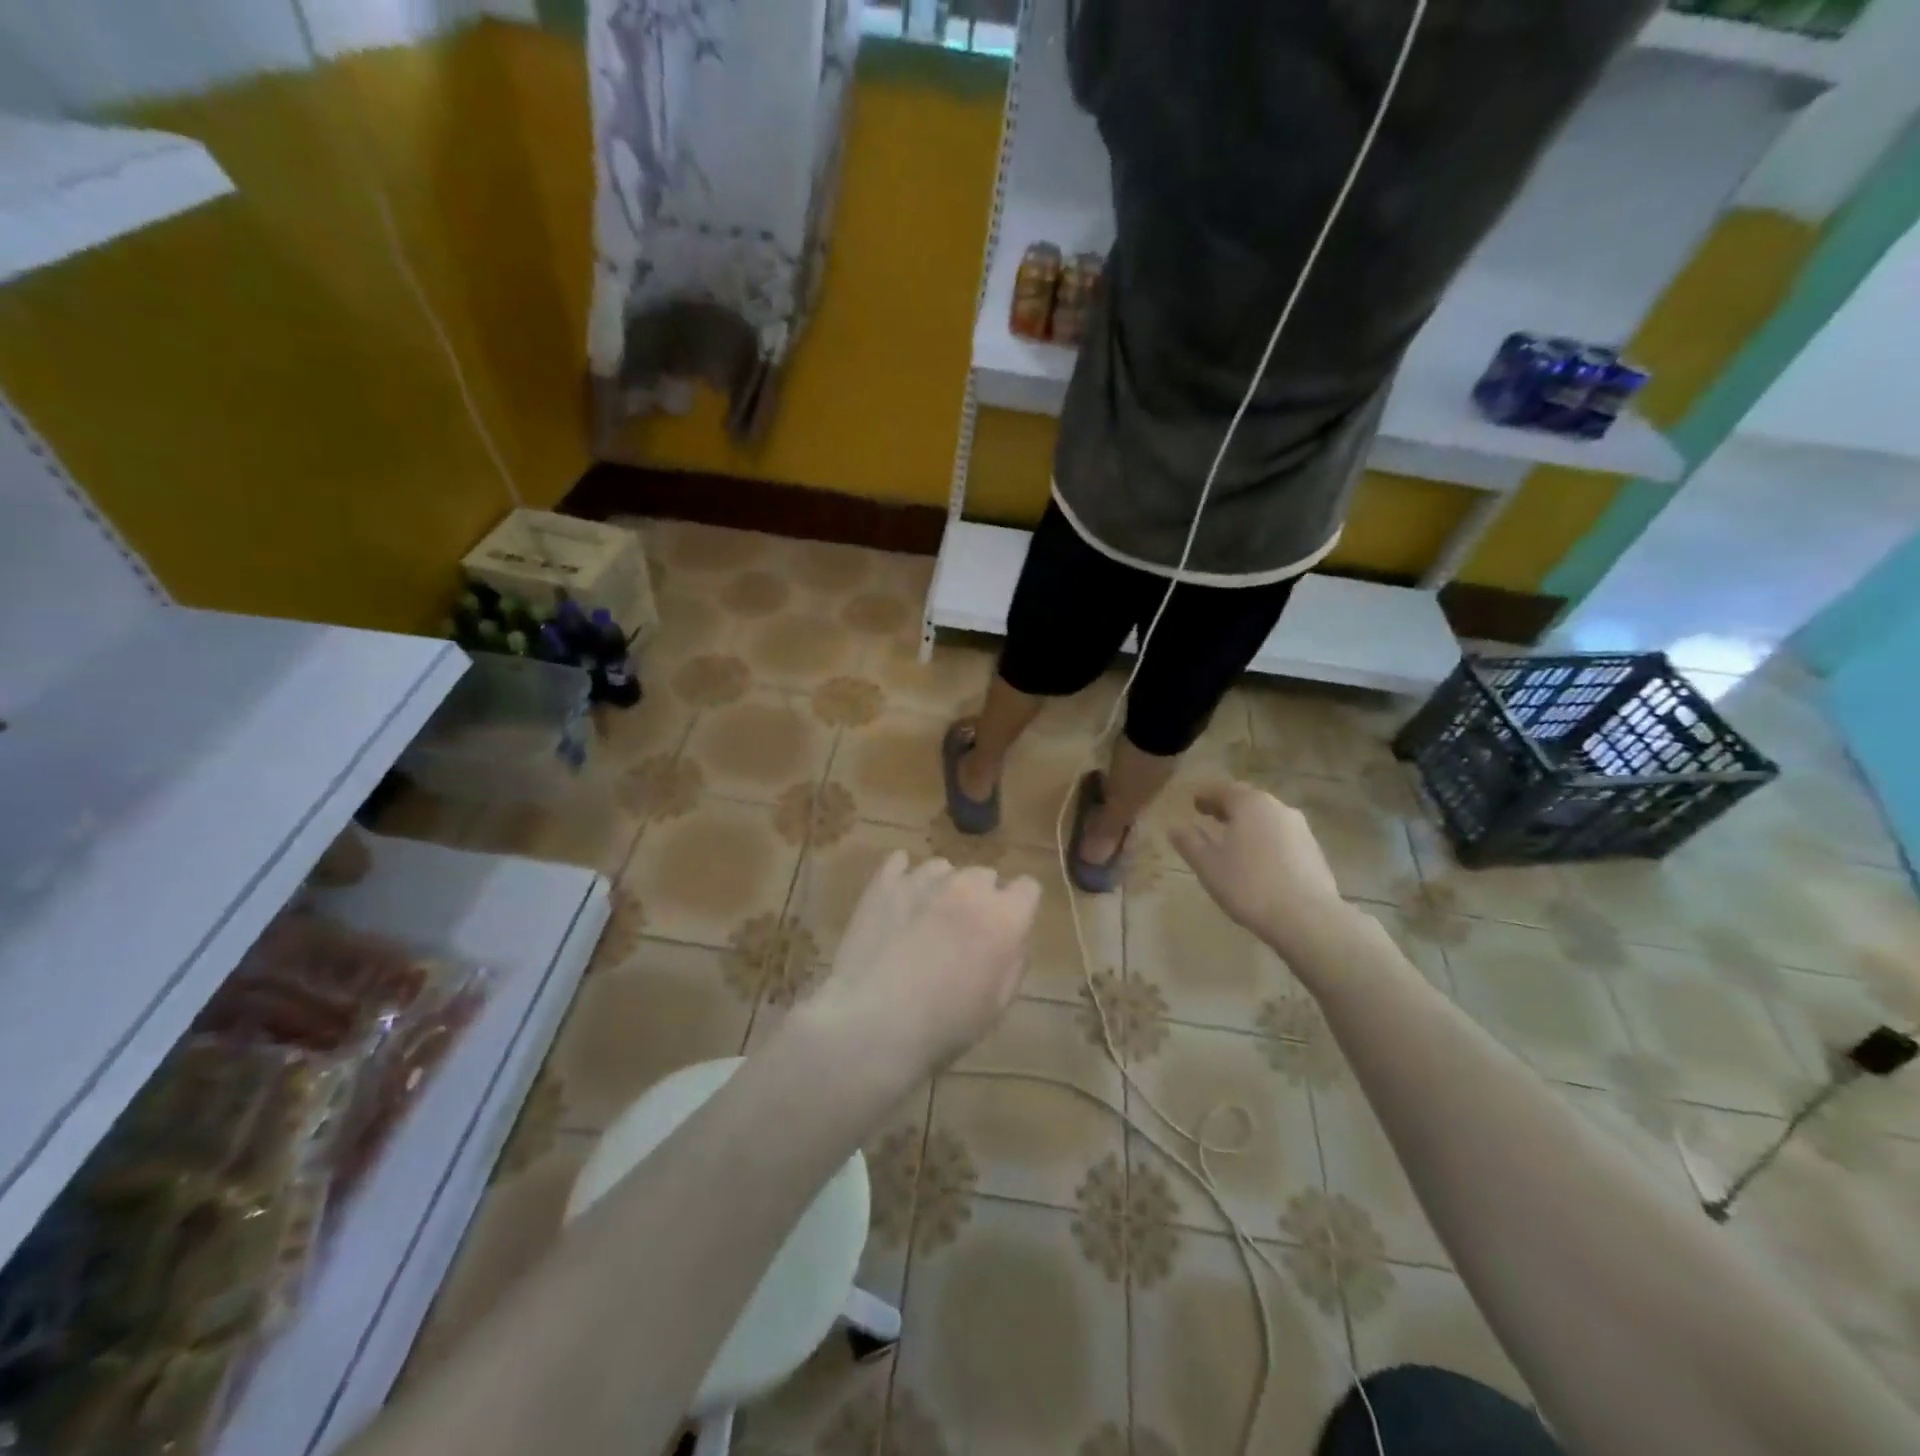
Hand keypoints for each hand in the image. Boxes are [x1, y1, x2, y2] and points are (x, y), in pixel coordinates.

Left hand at [794, 853, 1040, 1086]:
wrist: (872, 1024)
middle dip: (980, 898)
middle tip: (963, 931)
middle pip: (984, 875)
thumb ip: (1013, 963)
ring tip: (926, 919)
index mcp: (1002, 916)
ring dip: (942, 887)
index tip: (1007, 928)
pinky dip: (903, 874)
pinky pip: (899, 862)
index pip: (1027, 888)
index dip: (1018, 907)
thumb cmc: (943, 1025)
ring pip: (943, 868)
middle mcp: (966, 887)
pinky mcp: (883, 884)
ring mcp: (921, 880)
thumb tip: (1012, 939)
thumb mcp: (996, 1006)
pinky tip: (899, 896)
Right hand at [1169, 780, 1352, 962]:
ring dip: (1247, 823)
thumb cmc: (1249, 886)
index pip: (1222, 789)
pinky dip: (1264, 839)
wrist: (1307, 918)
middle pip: (1247, 800)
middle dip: (1226, 807)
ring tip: (1231, 839)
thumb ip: (1189, 842)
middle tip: (1208, 816)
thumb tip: (1175, 827)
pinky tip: (1257, 859)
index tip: (1192, 801)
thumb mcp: (1208, 865)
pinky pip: (1281, 836)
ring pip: (1266, 818)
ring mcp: (1300, 829)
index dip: (1205, 794)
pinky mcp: (1314, 851)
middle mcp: (1277, 808)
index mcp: (1250, 804)